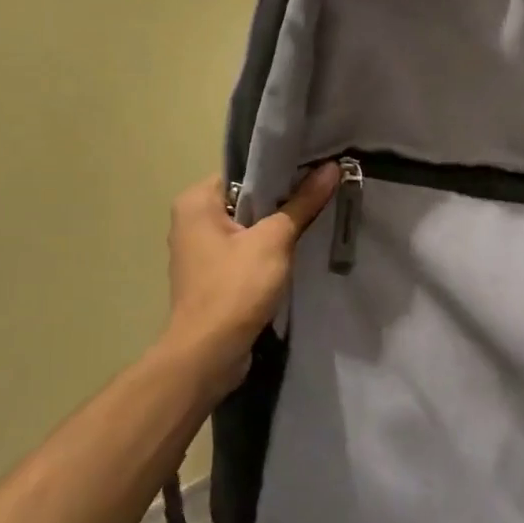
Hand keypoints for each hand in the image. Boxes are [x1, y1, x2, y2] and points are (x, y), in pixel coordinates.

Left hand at [163, 166, 339, 393]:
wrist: (208, 354)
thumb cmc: (235, 288)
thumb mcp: (274, 241)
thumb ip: (302, 203)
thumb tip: (331, 168)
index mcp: (196, 201)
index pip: (244, 171)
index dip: (281, 170)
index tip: (316, 168)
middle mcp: (192, 221)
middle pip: (248, 198)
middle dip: (283, 199)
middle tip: (323, 192)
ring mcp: (201, 251)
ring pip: (248, 227)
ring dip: (278, 228)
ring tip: (316, 218)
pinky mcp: (213, 277)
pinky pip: (245, 252)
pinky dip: (268, 251)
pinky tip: (296, 252)